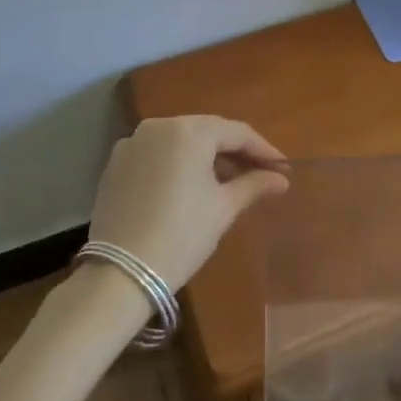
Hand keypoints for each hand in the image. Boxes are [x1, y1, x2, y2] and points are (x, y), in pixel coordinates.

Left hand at [89, 115, 288, 291]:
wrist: (120, 275)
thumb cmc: (182, 236)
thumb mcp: (223, 209)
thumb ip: (254, 184)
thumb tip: (281, 178)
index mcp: (190, 131)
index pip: (237, 132)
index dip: (263, 149)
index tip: (283, 168)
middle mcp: (160, 125)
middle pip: (208, 131)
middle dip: (235, 151)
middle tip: (259, 172)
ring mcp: (134, 141)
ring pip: (181, 140)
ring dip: (206, 156)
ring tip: (228, 180)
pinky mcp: (117, 162)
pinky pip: (158, 153)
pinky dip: (178, 163)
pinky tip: (190, 185)